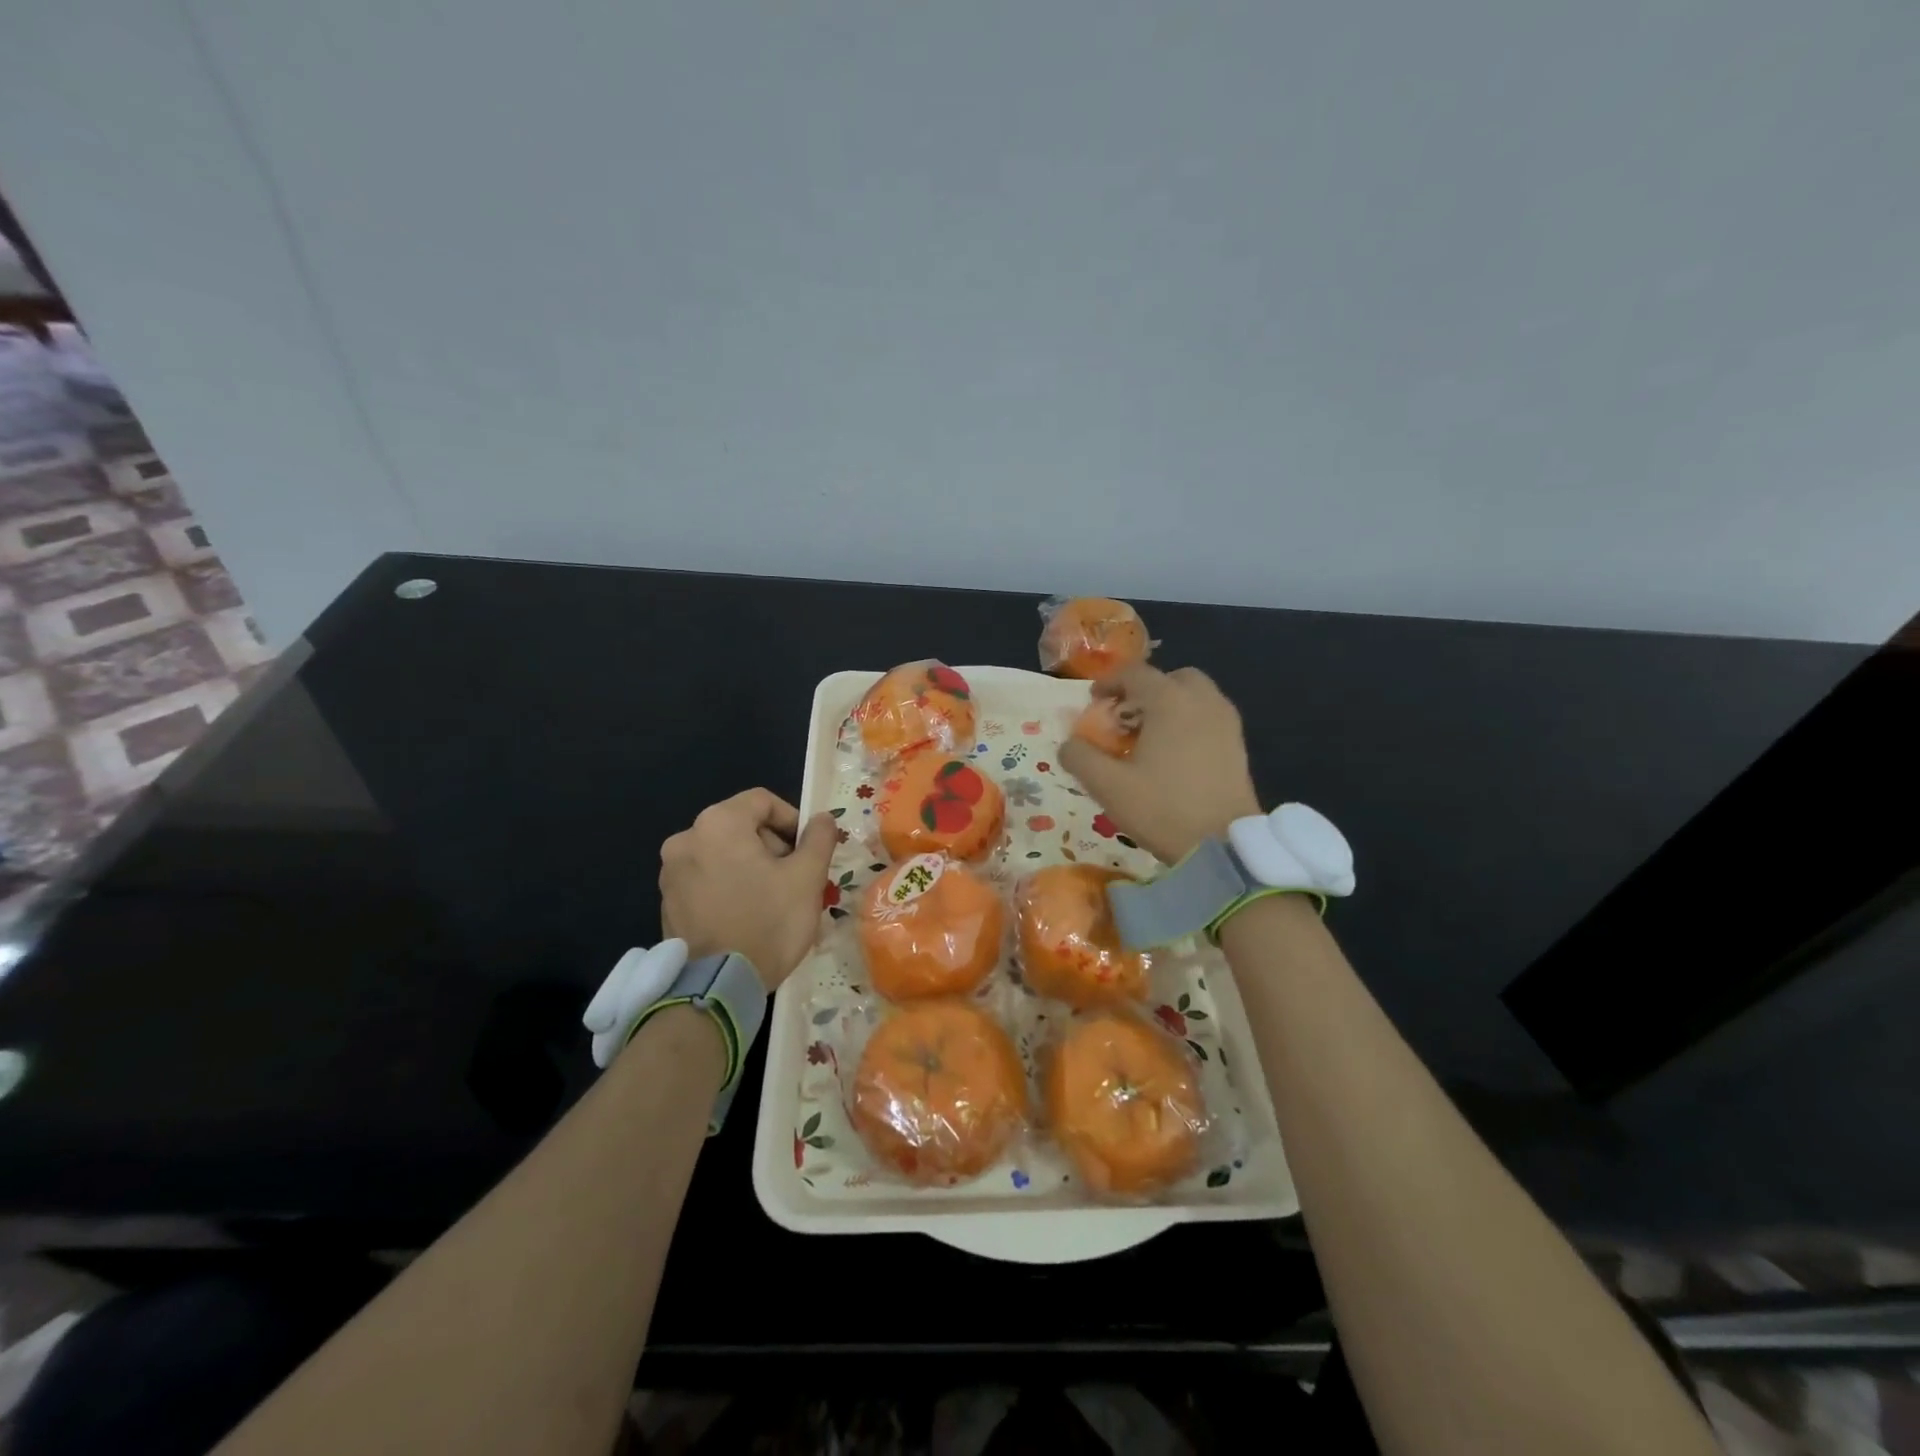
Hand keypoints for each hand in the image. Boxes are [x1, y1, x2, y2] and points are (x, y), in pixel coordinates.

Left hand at [659, 789, 838, 988]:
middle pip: (741, 825)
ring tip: (773, 899)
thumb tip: (822, 819)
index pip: (763, 801)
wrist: (717, 988)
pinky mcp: (667, 902)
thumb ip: (819, 838)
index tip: (809, 850)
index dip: (793, 820)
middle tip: (794, 878)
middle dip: (772, 846)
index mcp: (718, 824)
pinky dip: (729, 885)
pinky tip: (747, 915)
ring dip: (751, 866)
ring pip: (723, 853)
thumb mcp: (807, 878)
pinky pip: (706, 879)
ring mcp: (670, 872)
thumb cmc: (767, 923)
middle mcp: (686, 839)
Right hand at [1057, 664, 1261, 862]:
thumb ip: (1080, 757)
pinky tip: (1174, 753)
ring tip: (1149, 736)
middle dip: (1145, 690)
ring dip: (1169, 705)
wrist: (1224, 845)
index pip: (1135, 673)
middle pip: (1171, 678)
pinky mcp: (1238, 744)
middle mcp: (1202, 700)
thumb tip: (1068, 744)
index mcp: (1169, 700)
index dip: (1109, 682)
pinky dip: (1189, 720)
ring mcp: (1225, 721)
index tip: (1093, 701)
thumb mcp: (1107, 786)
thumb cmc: (1163, 809)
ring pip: (1194, 695)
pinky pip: (1209, 716)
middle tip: (1126, 717)